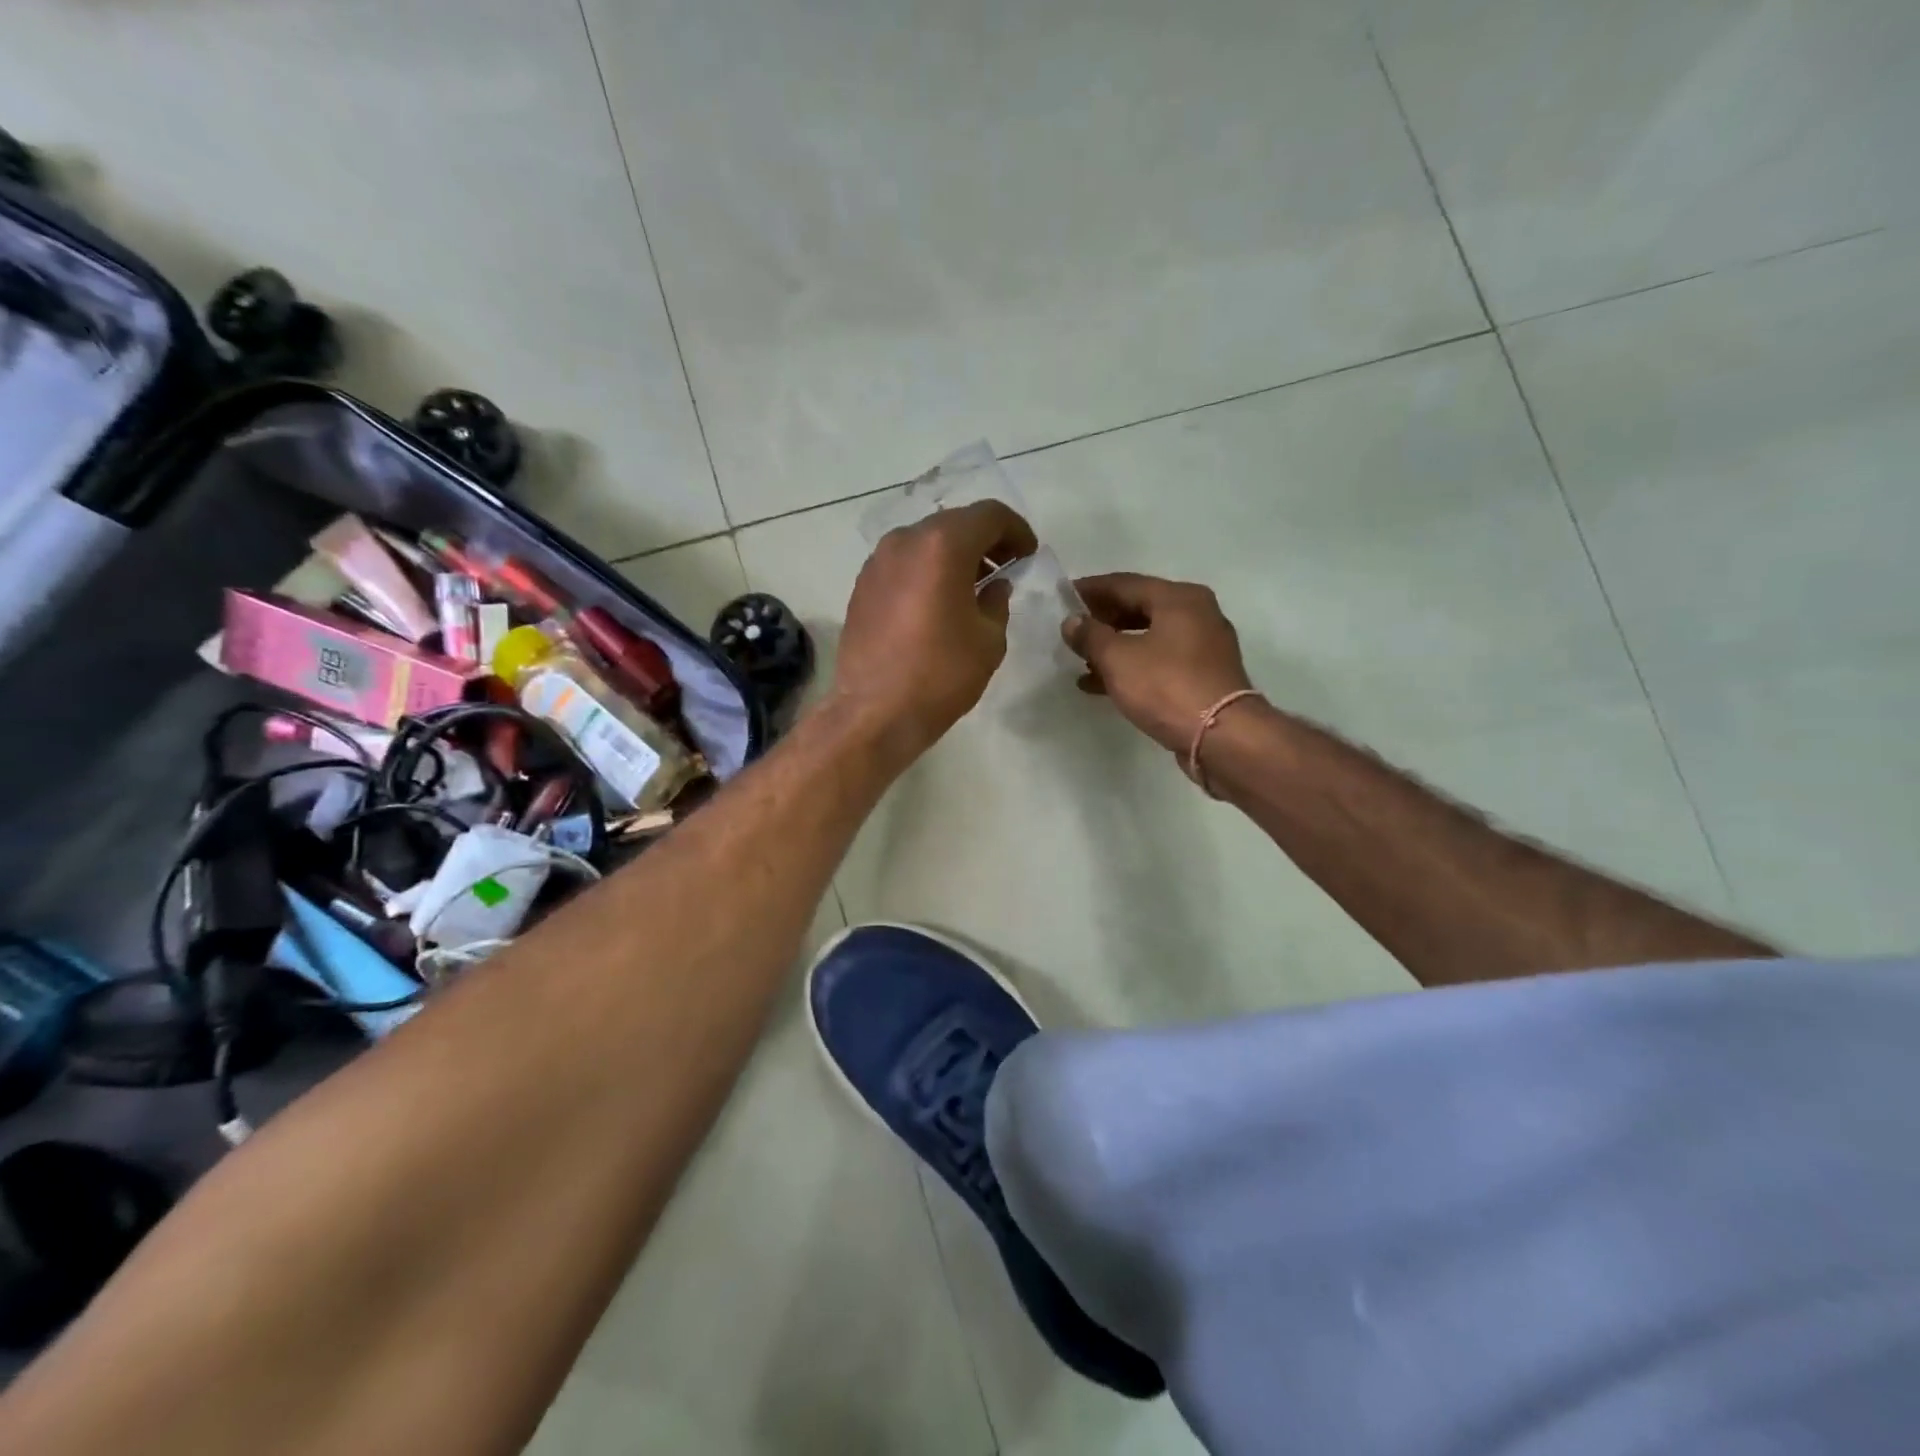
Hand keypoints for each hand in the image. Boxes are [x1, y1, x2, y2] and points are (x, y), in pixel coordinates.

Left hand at [830, 499, 1038, 762]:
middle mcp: (905, 541)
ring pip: (925, 541)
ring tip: (973, 587)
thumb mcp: (988, 639)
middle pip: (954, 523)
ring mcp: (878, 562)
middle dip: (984, 541)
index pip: (989, 515)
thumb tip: (993, 586)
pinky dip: (927, 570)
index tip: (1027, 555)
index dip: (1016, 530)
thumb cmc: (940, 675)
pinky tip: (938, 602)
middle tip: (1005, 568)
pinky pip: (903, 563)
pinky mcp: (862, 586)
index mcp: (943, 546)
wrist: (874, 712)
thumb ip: (997, 601)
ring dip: (954, 555)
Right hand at [1062, 573, 1253, 754]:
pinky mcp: (1203, 676)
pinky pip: (1159, 662)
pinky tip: (1101, 684)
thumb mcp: (1117, 658)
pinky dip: (1132, 667)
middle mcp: (1196, 613)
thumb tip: (1072, 622)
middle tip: (1071, 631)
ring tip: (1081, 661)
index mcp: (1179, 598)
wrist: (1221, 736)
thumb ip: (1090, 635)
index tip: (1062, 598)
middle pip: (1139, 608)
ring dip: (1114, 647)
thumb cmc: (1166, 686)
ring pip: (1148, 637)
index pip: (1125, 583)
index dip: (1090, 590)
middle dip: (1102, 620)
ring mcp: (1203, 646)